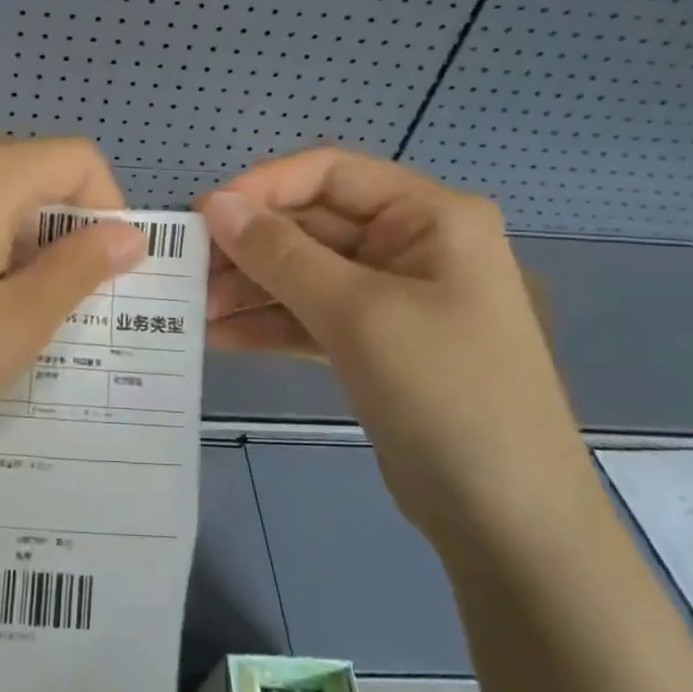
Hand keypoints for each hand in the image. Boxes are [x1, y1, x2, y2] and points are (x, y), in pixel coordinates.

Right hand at [198, 148, 589, 548]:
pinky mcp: (374, 343)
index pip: (330, 173)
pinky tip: (218, 336)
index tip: (202, 215)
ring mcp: (392, 297)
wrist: (507, 519)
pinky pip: (310, 316)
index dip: (263, 186)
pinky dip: (267, 323)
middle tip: (185, 270)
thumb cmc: (445, 392)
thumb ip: (281, 254)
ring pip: (305, 273)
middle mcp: (411, 245)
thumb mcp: (357, 313)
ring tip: (191, 308)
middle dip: (248, 247)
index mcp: (429, 216)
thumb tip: (215, 204)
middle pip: (312, 224)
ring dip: (249, 288)